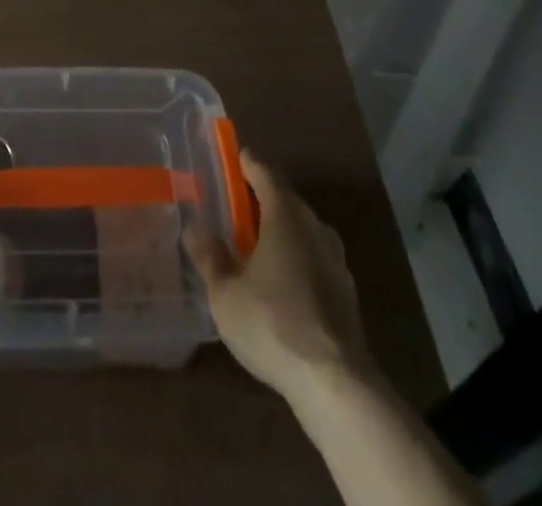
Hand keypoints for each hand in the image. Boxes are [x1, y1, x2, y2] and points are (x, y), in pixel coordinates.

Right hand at [184, 149, 375, 404]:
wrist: (335, 383)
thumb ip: (210, 257)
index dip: (248, 163)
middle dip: (262, 199)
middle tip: (236, 207)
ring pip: (303, 231)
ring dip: (281, 231)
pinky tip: (282, 284)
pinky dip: (297, 259)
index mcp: (285, 215)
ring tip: (257, 246)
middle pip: (286, 200)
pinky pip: (315, 259)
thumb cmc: (272, 324)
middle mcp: (314, 227)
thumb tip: (194, 228)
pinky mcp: (347, 292)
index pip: (265, 173)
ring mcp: (336, 260)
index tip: (234, 158)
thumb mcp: (226, 293)